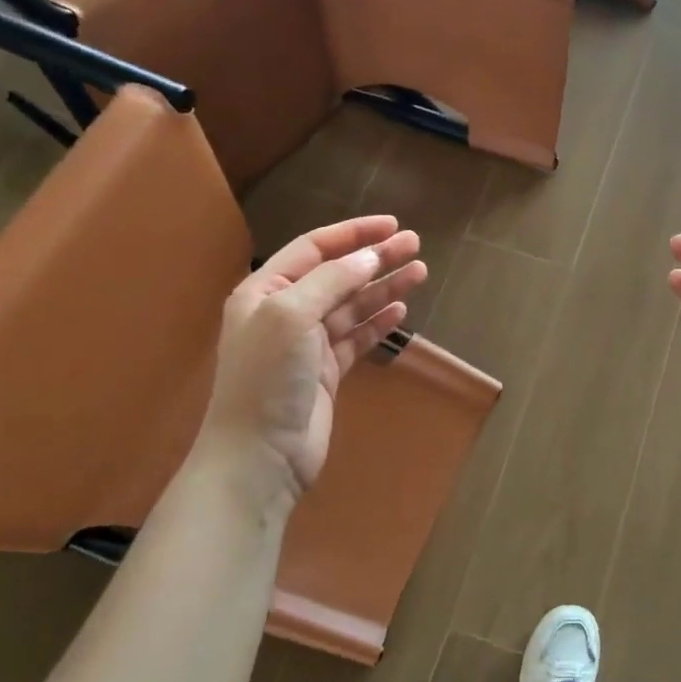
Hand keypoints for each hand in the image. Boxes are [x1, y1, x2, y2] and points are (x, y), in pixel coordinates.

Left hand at [197, 215, 425, 499]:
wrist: (260, 455)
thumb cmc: (268, 377)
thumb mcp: (292, 316)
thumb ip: (332, 281)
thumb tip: (369, 257)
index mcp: (265, 291)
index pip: (314, 248)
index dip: (353, 233)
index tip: (392, 225)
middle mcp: (285, 312)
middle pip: (338, 274)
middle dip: (376, 258)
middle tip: (415, 245)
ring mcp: (307, 344)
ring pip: (353, 305)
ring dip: (384, 287)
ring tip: (420, 272)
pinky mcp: (327, 372)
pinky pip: (357, 337)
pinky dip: (379, 322)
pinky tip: (401, 310)